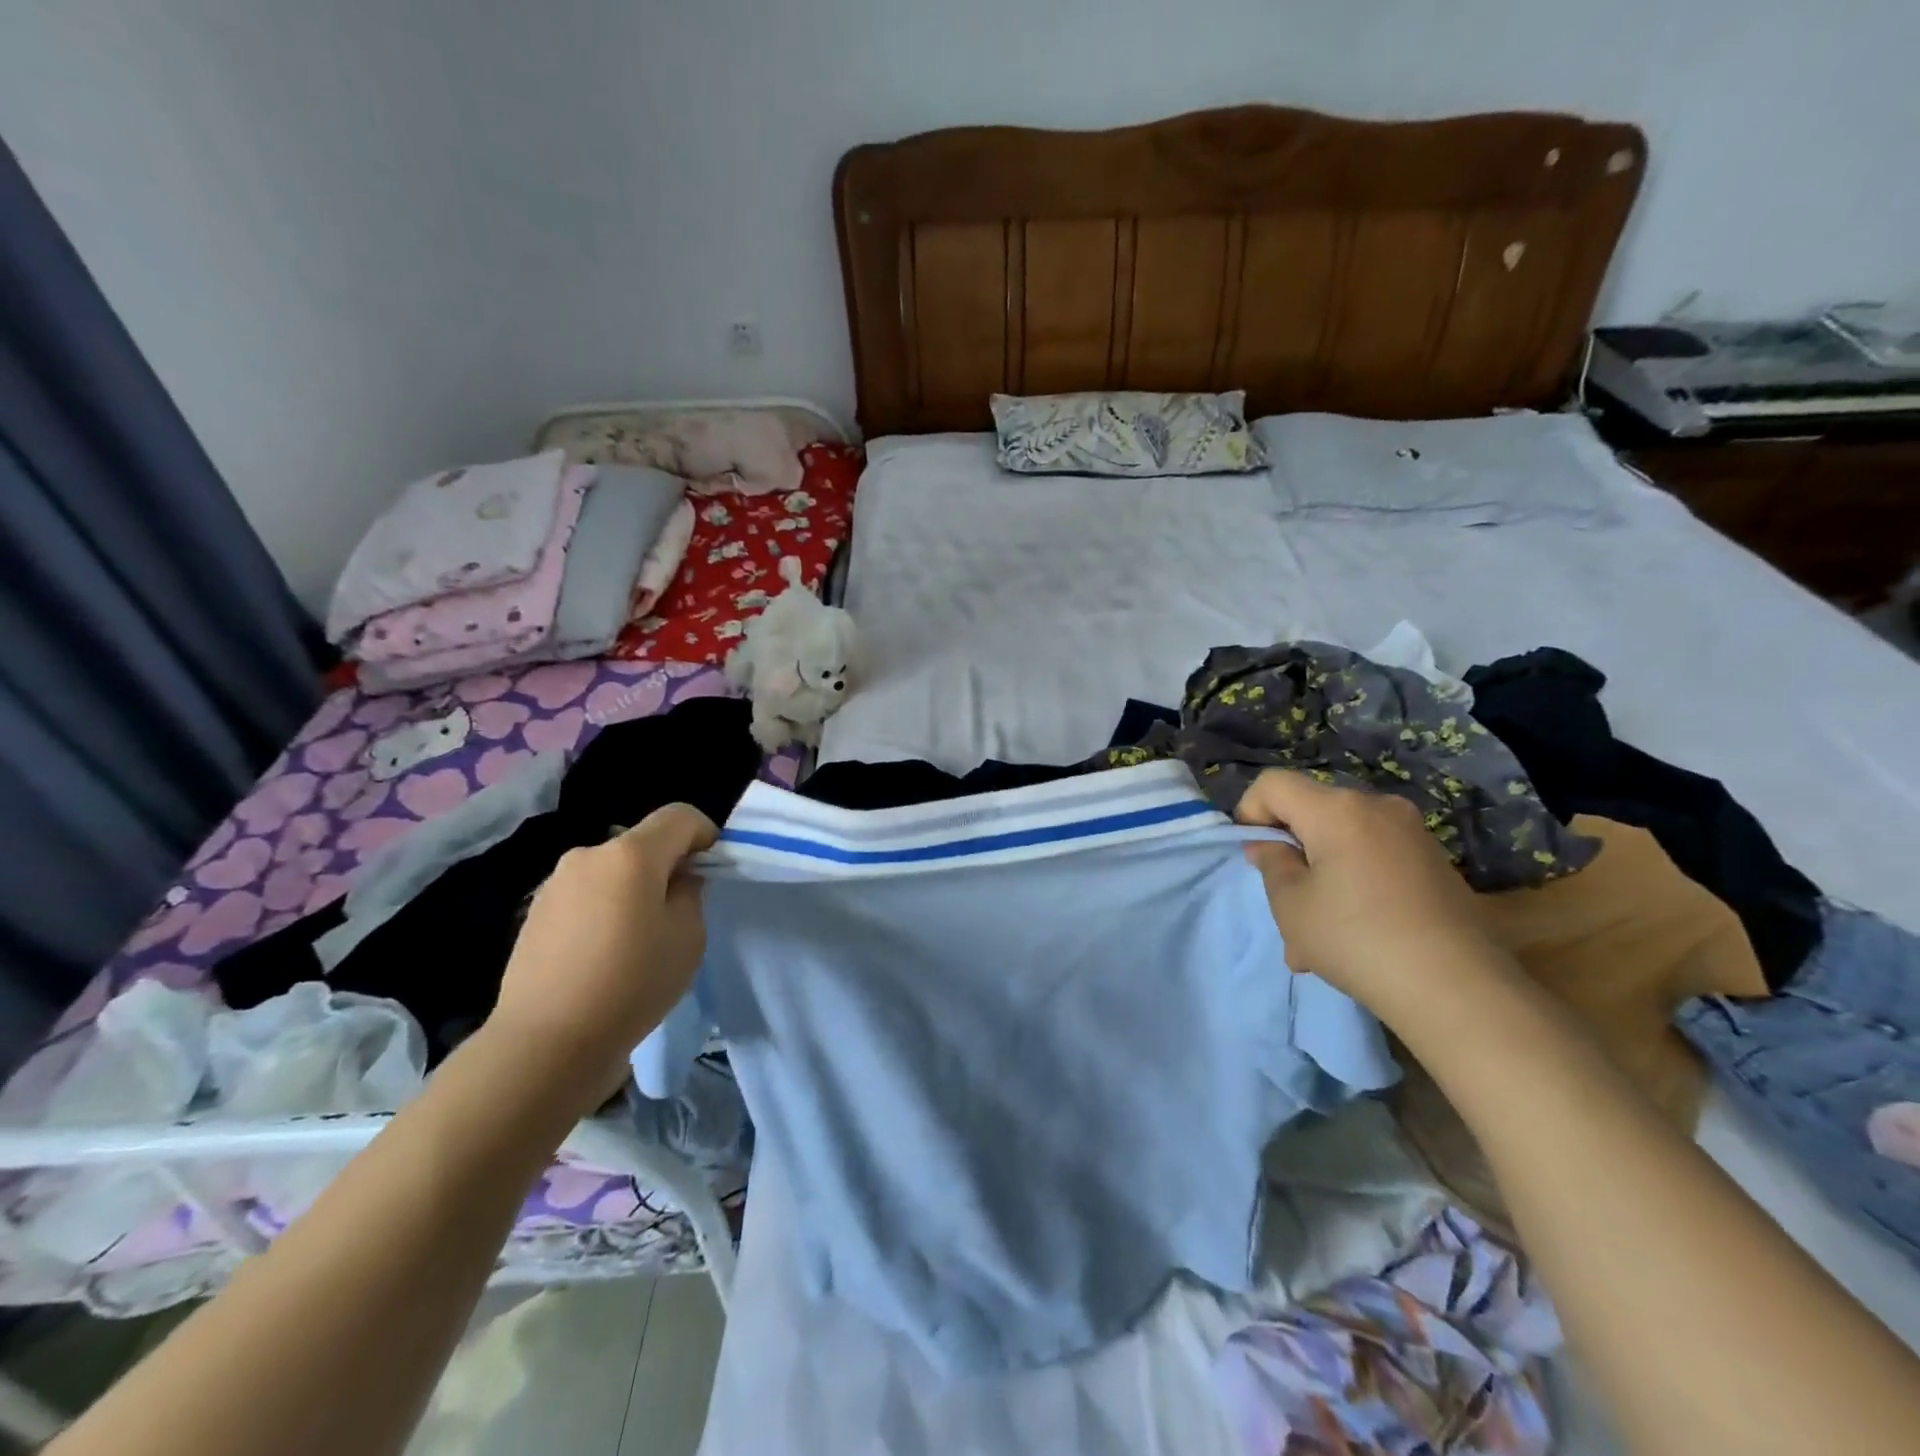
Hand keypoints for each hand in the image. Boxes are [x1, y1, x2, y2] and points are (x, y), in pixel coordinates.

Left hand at [489, 803, 717, 1103]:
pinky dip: (603, 909)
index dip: (705, 834)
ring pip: (612, 870)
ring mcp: (555, 883)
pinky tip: (602, 955)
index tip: (711, 871)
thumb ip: (690, 893)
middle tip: (677, 912)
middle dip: (666, 866)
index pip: (679, 816)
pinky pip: (585, 895)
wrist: (545, 1044)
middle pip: (642, 843)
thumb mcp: (688, 937)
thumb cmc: (631, 984)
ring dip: (632, 889)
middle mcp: (588, 855)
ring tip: (636, 940)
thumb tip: (677, 880)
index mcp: (630, 854)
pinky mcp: (535, 913)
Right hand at [1235, 770, 1510, 1018]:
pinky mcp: (1434, 863)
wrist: (1460, 990)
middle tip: (1282, 906)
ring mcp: (1411, 834)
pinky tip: (1354, 938)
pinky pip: (1373, 860)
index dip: (1249, 812)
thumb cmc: (1357, 939)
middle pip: (1311, 812)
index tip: (1253, 857)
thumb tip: (1269, 845)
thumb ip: (1271, 863)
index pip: (1273, 784)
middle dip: (1289, 852)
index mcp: (1337, 809)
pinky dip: (1352, 886)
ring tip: (1314, 940)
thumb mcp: (1291, 905)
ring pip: (1341, 843)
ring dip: (1319, 878)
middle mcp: (1377, 807)